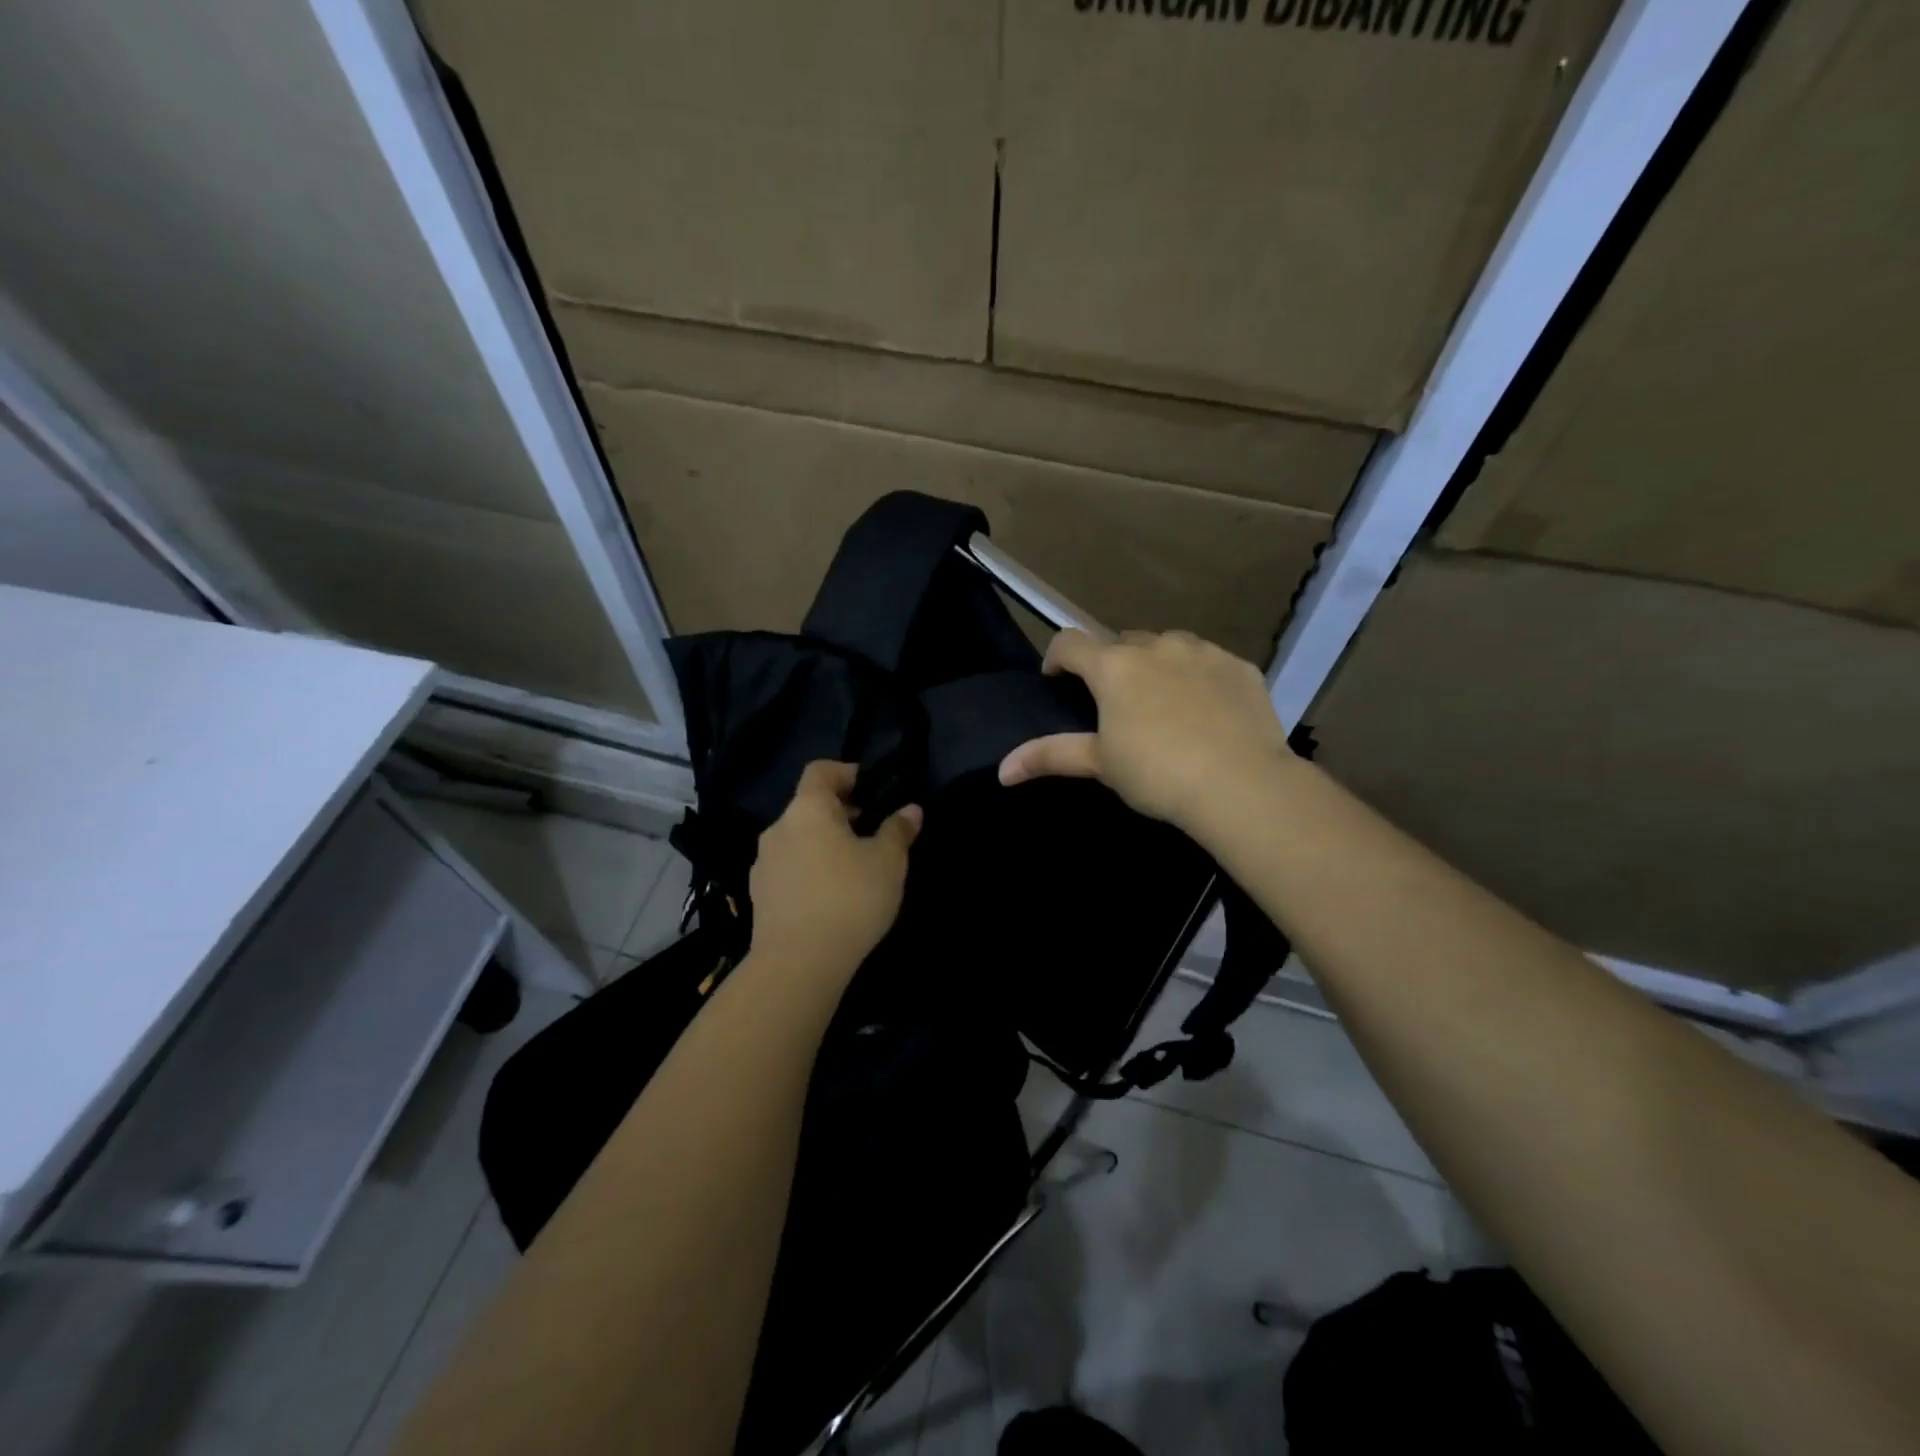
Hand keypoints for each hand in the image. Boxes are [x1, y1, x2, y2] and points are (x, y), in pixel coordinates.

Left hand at [749, 761, 921, 978]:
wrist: (797, 964)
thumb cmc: (849, 899)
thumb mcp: (888, 862)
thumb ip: (898, 830)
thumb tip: (911, 809)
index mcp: (808, 809)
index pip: (821, 770)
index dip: (846, 772)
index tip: (871, 789)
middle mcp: (778, 828)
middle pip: (809, 806)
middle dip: (839, 813)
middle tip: (871, 832)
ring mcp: (763, 863)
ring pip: (798, 839)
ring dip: (823, 844)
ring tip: (853, 868)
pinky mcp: (759, 895)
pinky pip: (789, 869)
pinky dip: (809, 870)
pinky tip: (830, 896)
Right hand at [999, 629, 1291, 832]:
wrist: (1242, 784)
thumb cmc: (1157, 773)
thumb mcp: (1100, 764)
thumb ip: (1050, 756)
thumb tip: (1002, 770)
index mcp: (1114, 667)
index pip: (1069, 642)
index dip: (1057, 658)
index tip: (1057, 681)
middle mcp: (1156, 646)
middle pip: (1121, 643)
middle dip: (1112, 666)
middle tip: (1116, 705)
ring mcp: (1203, 651)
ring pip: (1168, 646)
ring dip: (1156, 665)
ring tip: (1163, 705)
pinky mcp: (1240, 666)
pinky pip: (1208, 662)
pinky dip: (1198, 677)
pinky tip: (1207, 712)